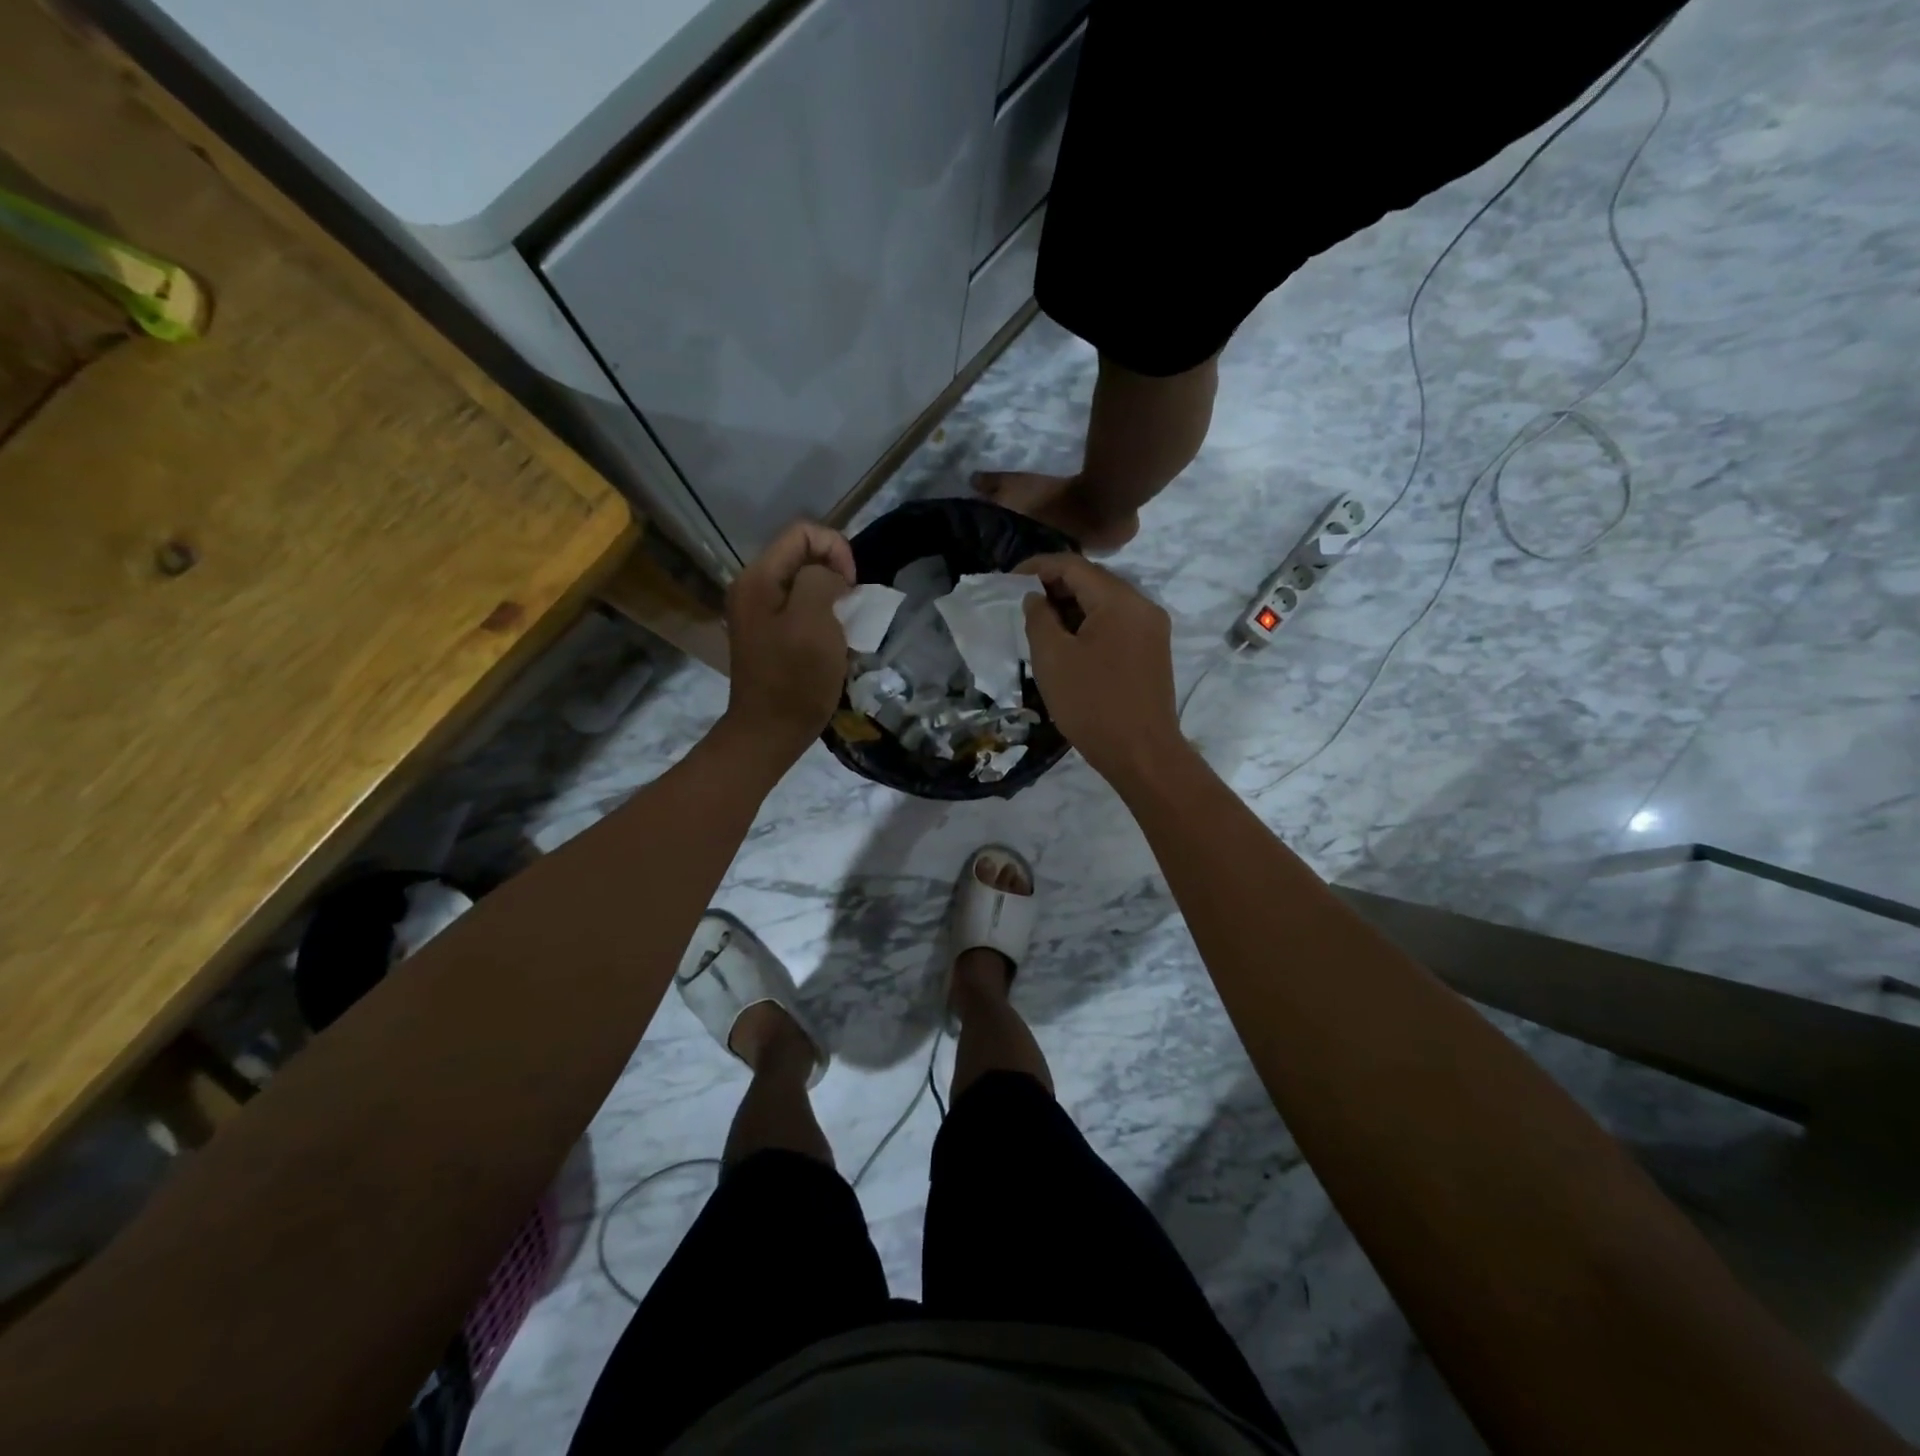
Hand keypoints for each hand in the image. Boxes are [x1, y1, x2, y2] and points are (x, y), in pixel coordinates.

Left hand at [719, 521, 855, 767]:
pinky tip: (830, 642)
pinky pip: (799, 608)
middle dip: (835, 575)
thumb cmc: (795, 679)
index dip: (836, 550)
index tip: (851, 588)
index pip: (803, 532)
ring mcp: (757, 612)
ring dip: (831, 599)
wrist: (770, 732)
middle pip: (802, 556)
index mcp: (758, 578)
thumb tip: (830, 577)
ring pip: (804, 584)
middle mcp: (752, 587)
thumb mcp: (814, 622)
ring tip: (843, 628)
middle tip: (850, 611)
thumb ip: (821, 580)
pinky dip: (821, 617)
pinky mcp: (767, 634)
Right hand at [1019, 553, 1183, 785]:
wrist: (1142, 754)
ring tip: (1041, 626)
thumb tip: (1035, 598)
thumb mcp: (1052, 659)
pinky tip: (1069, 644)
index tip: (1008, 581)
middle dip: (1055, 586)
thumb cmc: (1092, 705)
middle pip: (1093, 580)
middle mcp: (1142, 605)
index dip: (1037, 567)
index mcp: (1119, 600)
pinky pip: (1117, 623)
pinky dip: (1090, 624)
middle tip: (1022, 605)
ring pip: (1105, 603)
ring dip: (1072, 607)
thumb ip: (1039, 618)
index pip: (1073, 565)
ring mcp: (1152, 628)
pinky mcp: (1153, 650)